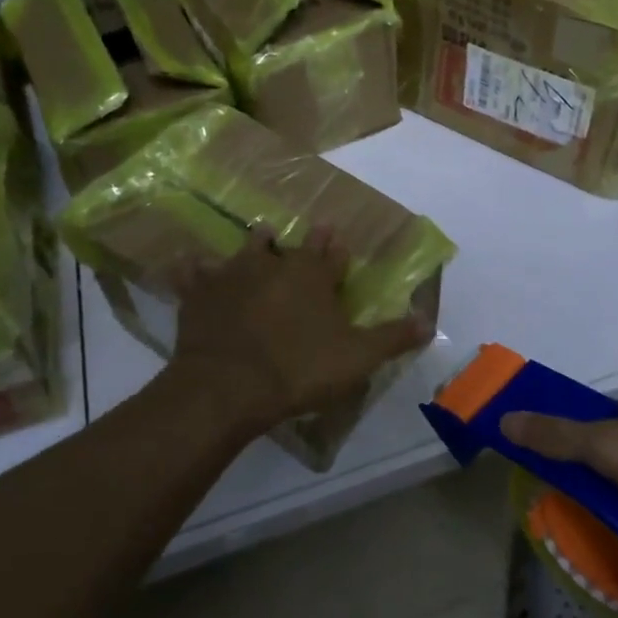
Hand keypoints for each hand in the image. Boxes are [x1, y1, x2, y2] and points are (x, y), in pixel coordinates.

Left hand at [169, 228, 433, 430]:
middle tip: (307, 232)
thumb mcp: (357, 357)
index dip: (337, 250)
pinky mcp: (200, 293)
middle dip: (304, 241)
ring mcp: (233, 275)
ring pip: (247, 249)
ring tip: (262, 235)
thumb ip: (393, 337)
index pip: (331, 254)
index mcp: (313, 276)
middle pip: (292, 246)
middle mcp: (275, 265)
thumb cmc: (299, 368)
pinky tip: (188, 263)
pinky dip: (193, 268)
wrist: (228, 385)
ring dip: (256, 243)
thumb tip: (429, 321)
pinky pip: (193, 273)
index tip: (339, 241)